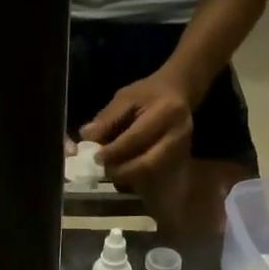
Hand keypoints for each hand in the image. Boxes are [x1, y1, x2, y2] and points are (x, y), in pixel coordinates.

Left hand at [81, 67, 195, 194]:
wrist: (178, 92)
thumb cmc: (149, 93)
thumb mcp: (126, 97)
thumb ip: (107, 117)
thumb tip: (87, 136)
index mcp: (166, 111)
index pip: (136, 138)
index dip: (114, 151)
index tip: (96, 158)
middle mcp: (178, 134)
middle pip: (147, 163)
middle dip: (122, 171)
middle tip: (104, 171)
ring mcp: (181, 150)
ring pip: (151, 173)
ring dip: (128, 177)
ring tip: (112, 172)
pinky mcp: (179, 159)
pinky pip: (154, 175)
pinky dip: (136, 177)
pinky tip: (124, 171)